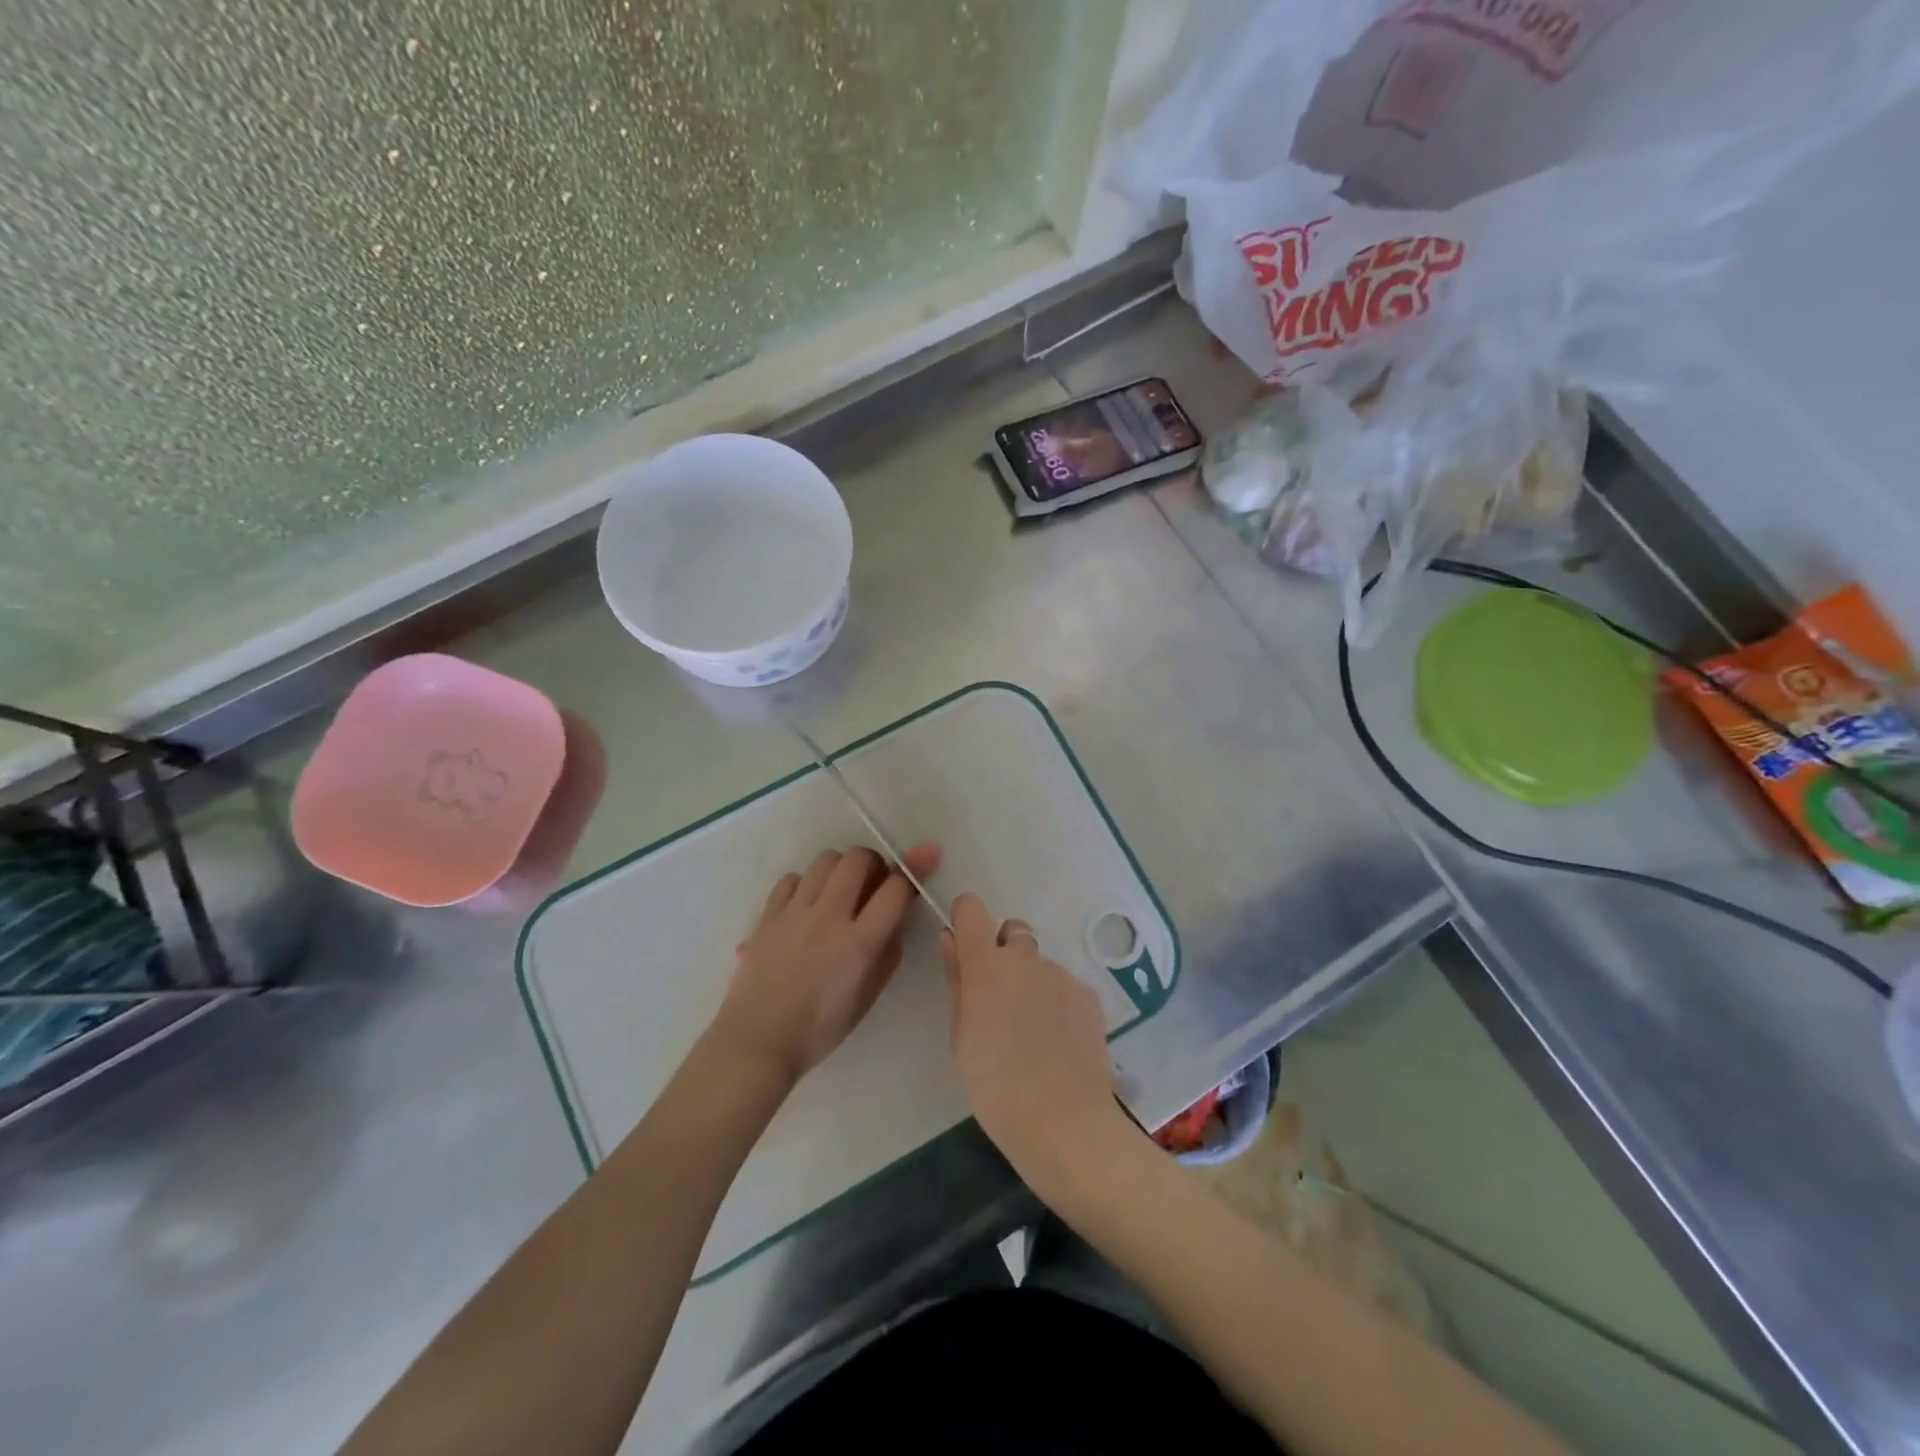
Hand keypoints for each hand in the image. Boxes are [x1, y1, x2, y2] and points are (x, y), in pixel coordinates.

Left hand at [712, 843, 943, 1087]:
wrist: (758, 1040)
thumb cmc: (820, 1028)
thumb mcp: (869, 996)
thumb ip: (889, 951)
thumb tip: (898, 915)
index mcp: (859, 943)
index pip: (896, 888)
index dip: (915, 868)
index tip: (927, 856)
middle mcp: (829, 917)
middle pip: (858, 859)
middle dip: (875, 862)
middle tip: (874, 882)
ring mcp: (795, 912)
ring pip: (825, 860)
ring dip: (842, 868)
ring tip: (841, 891)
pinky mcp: (768, 914)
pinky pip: (792, 878)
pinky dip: (807, 883)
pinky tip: (808, 904)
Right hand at [940, 893, 1123, 1195]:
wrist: (1064, 1124)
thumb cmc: (995, 1087)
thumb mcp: (960, 1037)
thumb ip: (956, 980)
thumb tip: (951, 938)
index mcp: (986, 965)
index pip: (972, 909)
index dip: (967, 918)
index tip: (965, 943)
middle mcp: (1025, 958)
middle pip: (1012, 931)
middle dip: (1004, 952)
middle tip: (1000, 1000)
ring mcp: (1062, 975)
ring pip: (1040, 963)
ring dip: (1032, 983)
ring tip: (1032, 1033)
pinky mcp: (1089, 995)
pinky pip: (1065, 986)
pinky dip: (1058, 1003)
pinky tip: (1058, 1042)